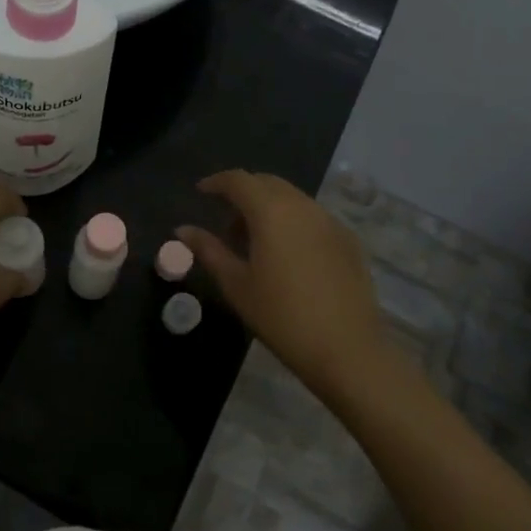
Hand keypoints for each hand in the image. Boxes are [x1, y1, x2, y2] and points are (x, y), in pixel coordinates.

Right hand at [177, 170, 389, 391]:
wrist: (347, 351)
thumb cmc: (281, 317)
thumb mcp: (236, 284)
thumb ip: (208, 250)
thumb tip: (182, 229)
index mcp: (271, 211)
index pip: (239, 180)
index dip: (217, 182)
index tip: (201, 192)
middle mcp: (303, 206)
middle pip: (267, 183)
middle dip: (243, 193)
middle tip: (226, 222)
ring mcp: (330, 222)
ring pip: (292, 198)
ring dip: (269, 207)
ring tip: (254, 241)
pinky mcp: (348, 241)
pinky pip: (313, 217)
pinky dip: (292, 221)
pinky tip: (286, 255)